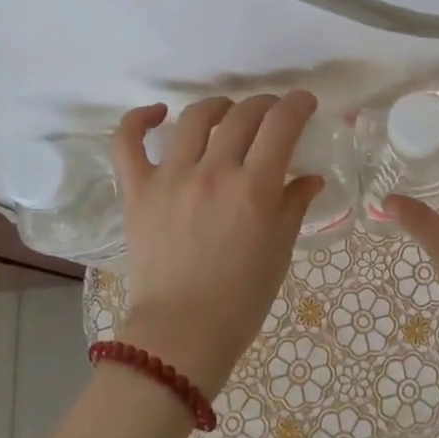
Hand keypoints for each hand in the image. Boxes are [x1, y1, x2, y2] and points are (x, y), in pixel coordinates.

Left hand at [109, 92, 324, 394]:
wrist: (181, 334)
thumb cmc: (241, 299)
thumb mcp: (279, 250)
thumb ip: (294, 205)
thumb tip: (310, 177)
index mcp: (254, 188)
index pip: (281, 124)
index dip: (297, 104)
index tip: (304, 103)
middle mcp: (214, 171)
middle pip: (243, 115)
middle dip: (265, 105)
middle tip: (272, 114)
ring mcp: (171, 178)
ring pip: (195, 118)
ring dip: (218, 106)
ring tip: (226, 112)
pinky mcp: (138, 191)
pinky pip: (128, 143)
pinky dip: (139, 120)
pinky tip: (157, 113)